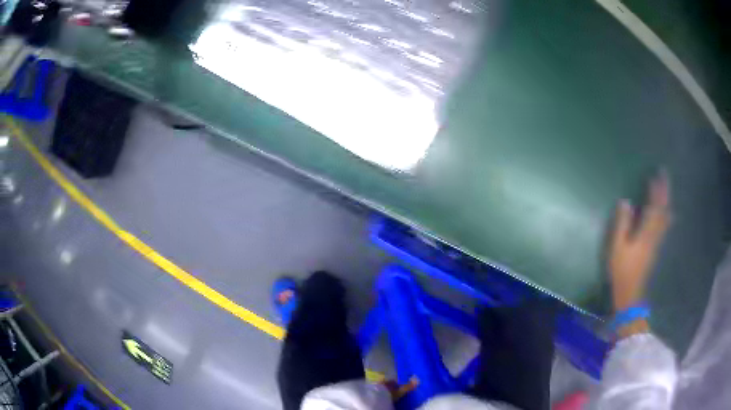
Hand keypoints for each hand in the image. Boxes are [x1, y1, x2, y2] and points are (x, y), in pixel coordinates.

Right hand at [608, 172, 670, 312]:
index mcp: (646, 232)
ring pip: (665, 217)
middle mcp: (655, 234)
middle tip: (664, 176)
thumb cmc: (622, 270)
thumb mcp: (617, 247)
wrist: (630, 293)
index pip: (654, 206)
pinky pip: (664, 225)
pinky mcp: (655, 247)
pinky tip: (667, 213)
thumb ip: (622, 223)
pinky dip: (666, 214)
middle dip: (664, 192)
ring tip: (666, 190)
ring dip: (666, 201)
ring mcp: (657, 241)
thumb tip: (625, 201)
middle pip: (663, 209)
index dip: (656, 190)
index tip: (656, 175)